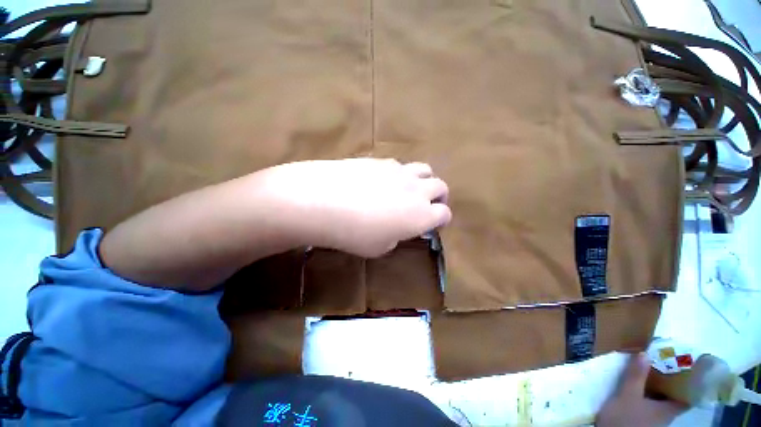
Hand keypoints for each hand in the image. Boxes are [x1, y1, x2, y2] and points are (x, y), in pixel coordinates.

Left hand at [256, 158, 451, 256]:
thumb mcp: (380, 247)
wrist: (324, 202)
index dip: (441, 220)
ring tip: (411, 189)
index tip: (433, 225)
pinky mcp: (381, 161)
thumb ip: (396, 236)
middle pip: (441, 186)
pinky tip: (383, 181)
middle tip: (428, 205)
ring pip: (424, 169)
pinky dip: (400, 174)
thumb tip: (398, 228)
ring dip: (424, 180)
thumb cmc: (354, 234)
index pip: (444, 214)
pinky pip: (399, 165)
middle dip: (439, 197)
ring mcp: (399, 171)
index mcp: (421, 214)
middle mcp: (416, 189)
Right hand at [597, 353, 687, 426]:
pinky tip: (637, 386)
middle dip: (670, 379)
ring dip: (657, 385)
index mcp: (670, 409)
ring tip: (648, 370)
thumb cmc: (625, 418)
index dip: (690, 381)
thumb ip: (636, 376)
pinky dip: (647, 392)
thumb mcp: (627, 395)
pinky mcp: (643, 419)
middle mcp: (666, 414)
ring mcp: (655, 418)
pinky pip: (650, 402)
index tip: (688, 366)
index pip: (688, 395)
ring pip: (661, 399)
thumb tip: (645, 352)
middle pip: (674, 395)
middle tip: (663, 361)